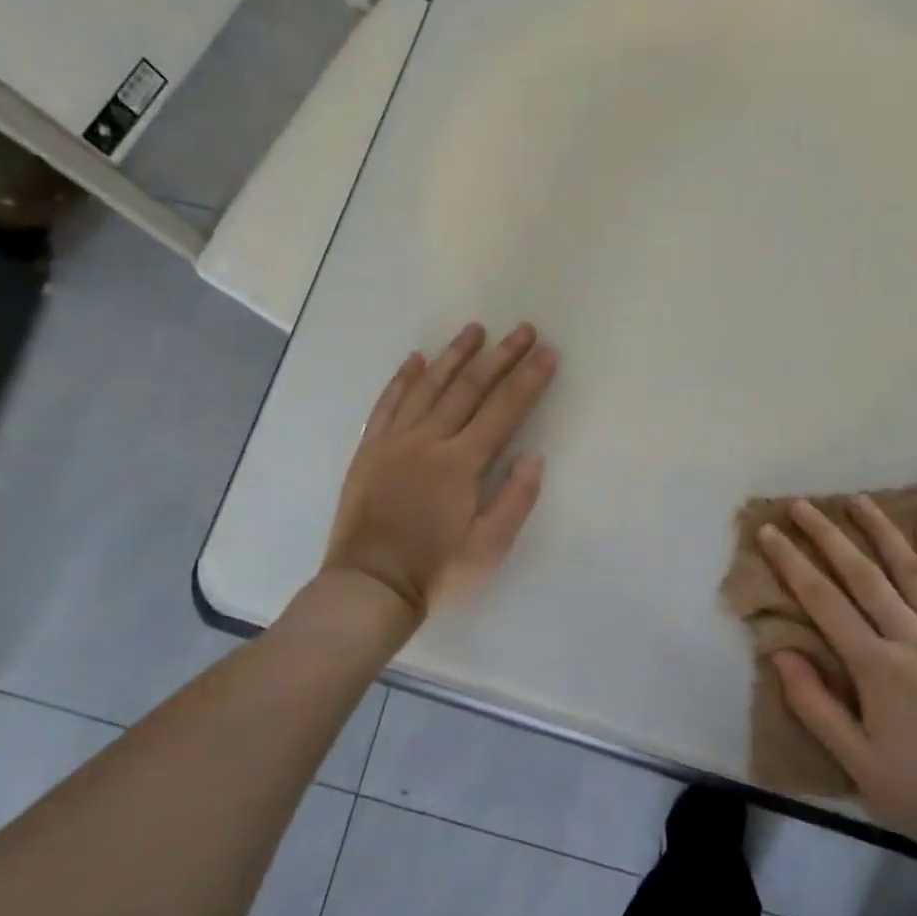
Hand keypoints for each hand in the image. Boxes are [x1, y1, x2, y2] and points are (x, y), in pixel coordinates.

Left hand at [318, 322, 556, 626]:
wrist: (369, 586)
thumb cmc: (437, 570)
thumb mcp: (490, 547)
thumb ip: (515, 499)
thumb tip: (533, 455)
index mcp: (460, 463)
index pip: (504, 410)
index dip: (529, 380)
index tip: (547, 353)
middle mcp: (428, 441)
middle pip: (469, 388)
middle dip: (500, 356)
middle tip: (522, 330)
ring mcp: (394, 441)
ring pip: (428, 386)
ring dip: (454, 355)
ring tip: (475, 329)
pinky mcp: (369, 450)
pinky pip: (387, 404)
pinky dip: (403, 379)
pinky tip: (417, 359)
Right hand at [759, 497, 916, 876]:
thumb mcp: (855, 761)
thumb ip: (814, 704)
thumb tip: (780, 651)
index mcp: (878, 669)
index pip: (824, 602)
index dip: (793, 563)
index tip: (770, 533)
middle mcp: (915, 640)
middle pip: (863, 575)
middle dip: (828, 536)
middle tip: (802, 505)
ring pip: (913, 571)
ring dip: (882, 532)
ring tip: (857, 501)